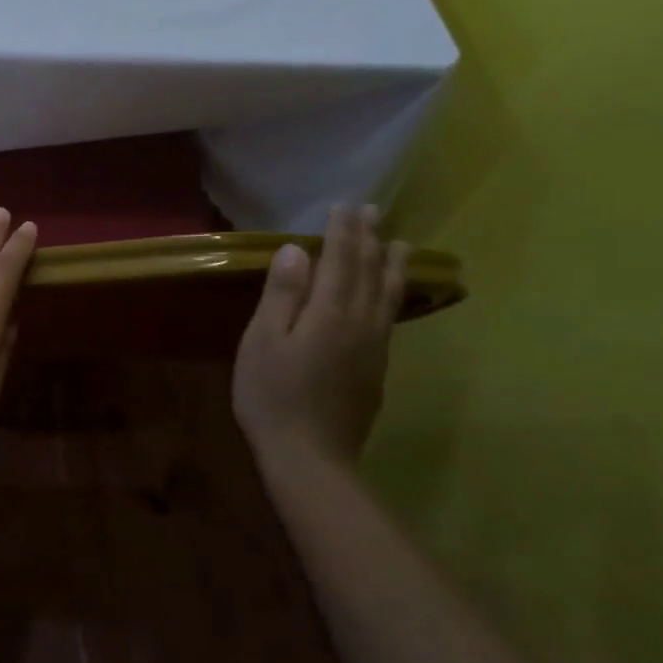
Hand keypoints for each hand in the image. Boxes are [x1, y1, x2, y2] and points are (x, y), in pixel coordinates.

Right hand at [232, 203, 408, 463]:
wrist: (310, 457)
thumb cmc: (272, 394)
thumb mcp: (263, 340)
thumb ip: (282, 294)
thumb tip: (298, 250)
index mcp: (330, 313)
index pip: (341, 261)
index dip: (343, 232)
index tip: (346, 205)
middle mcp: (360, 324)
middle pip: (368, 273)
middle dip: (369, 240)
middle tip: (374, 212)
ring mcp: (373, 349)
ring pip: (387, 296)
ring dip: (390, 266)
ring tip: (399, 244)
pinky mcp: (376, 370)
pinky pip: (389, 318)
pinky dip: (391, 296)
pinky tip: (389, 296)